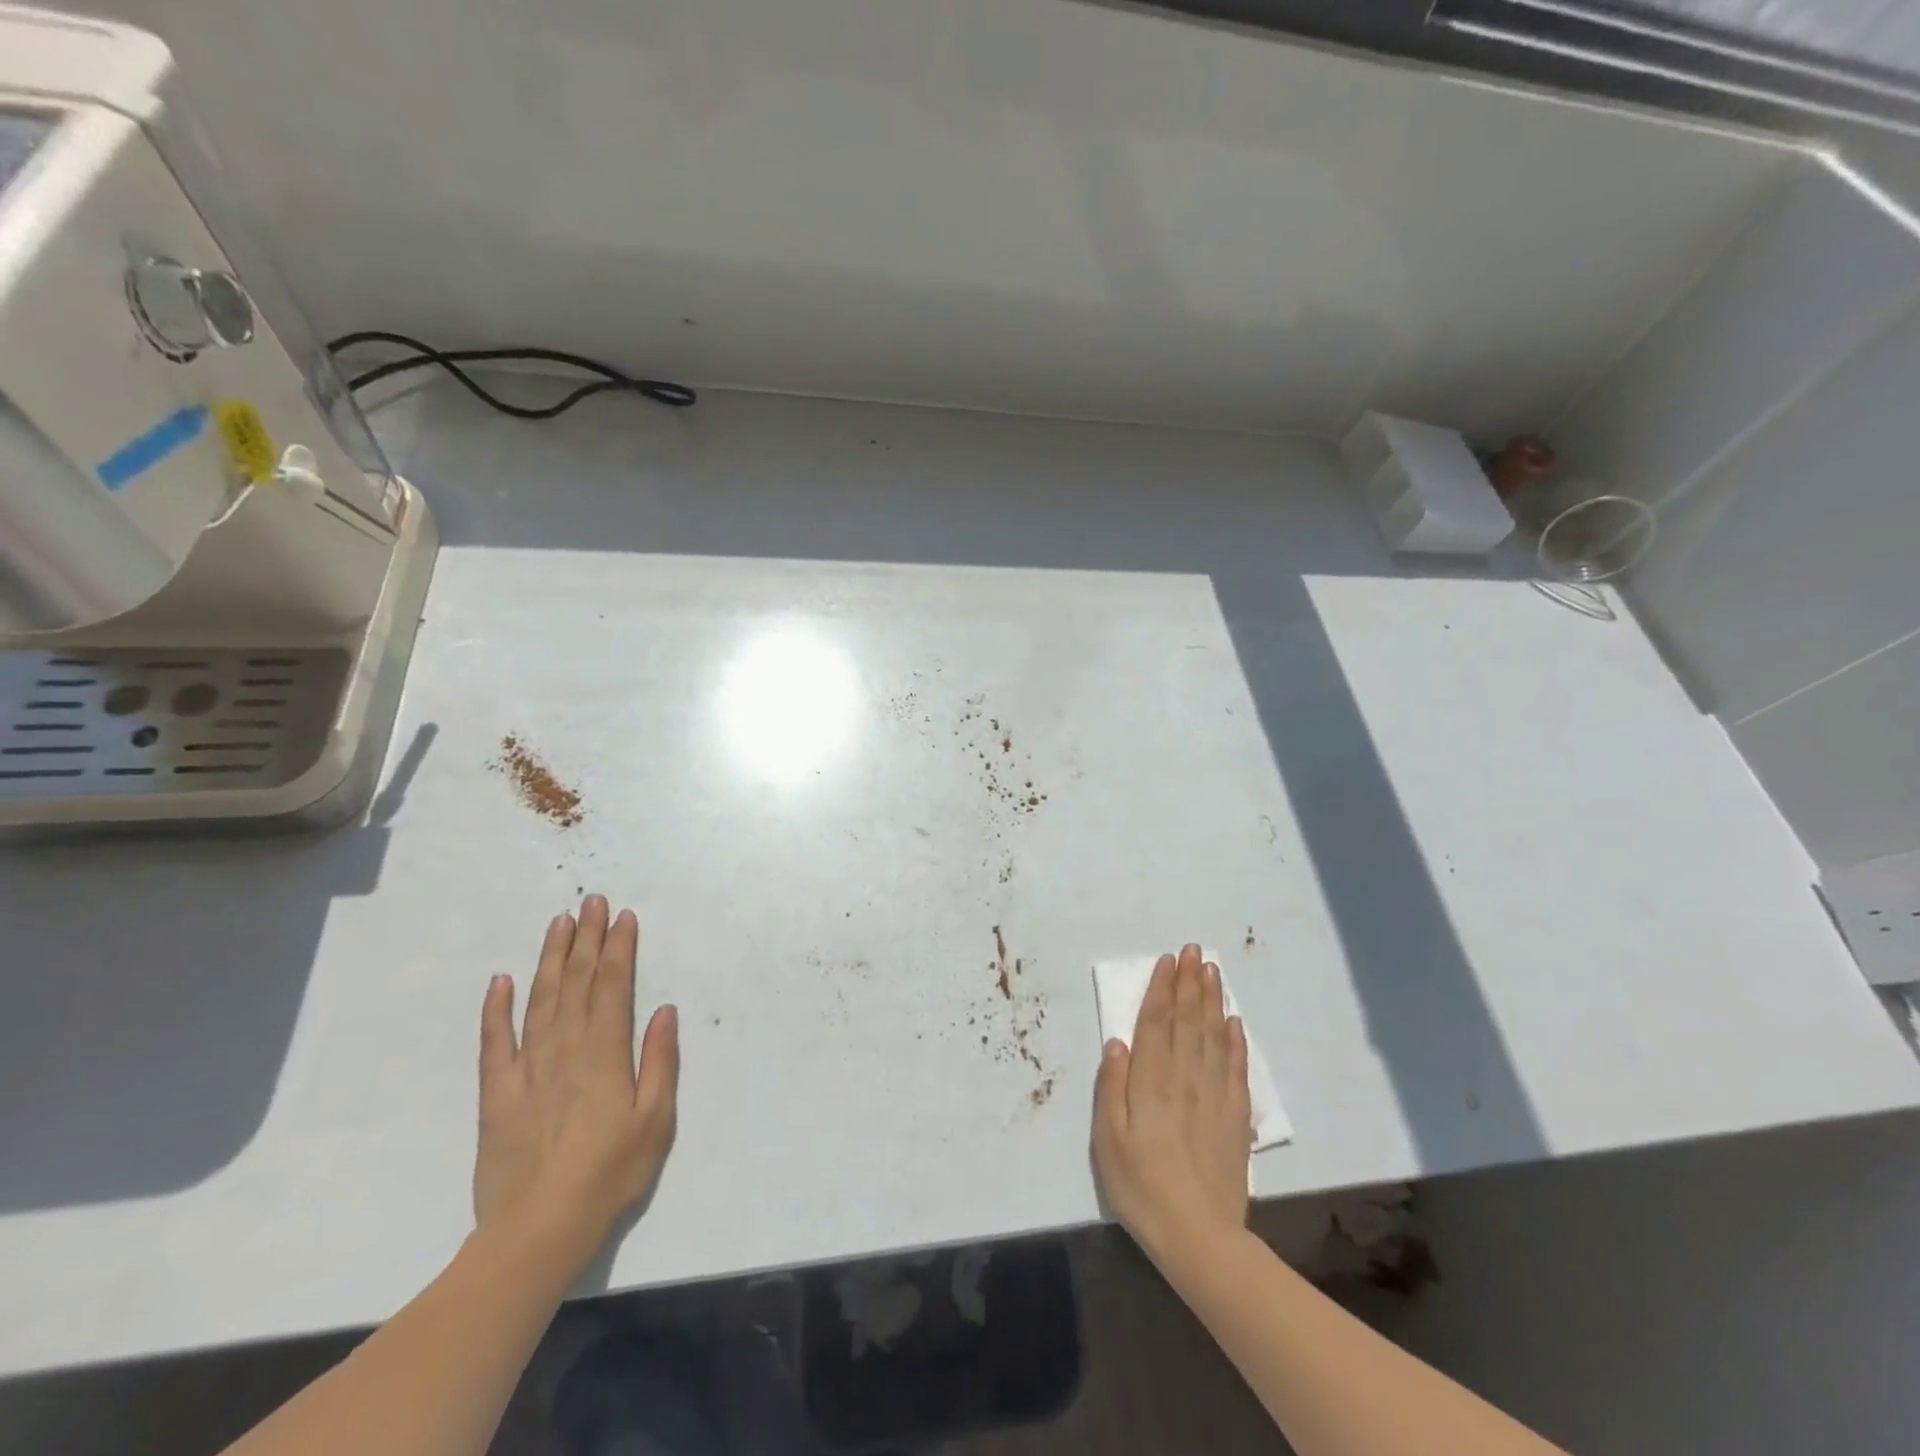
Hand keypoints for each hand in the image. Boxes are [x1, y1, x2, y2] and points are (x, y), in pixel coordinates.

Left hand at [474, 895, 679, 1272]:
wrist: (537, 1231)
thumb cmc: (610, 1174)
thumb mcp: (656, 1120)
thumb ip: (660, 1060)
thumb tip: (663, 1009)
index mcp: (605, 1053)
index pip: (612, 986)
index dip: (618, 948)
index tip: (623, 916)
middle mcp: (565, 1049)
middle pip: (576, 982)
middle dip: (586, 939)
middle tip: (591, 901)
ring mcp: (526, 1069)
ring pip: (538, 1000)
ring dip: (549, 958)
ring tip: (558, 923)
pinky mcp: (496, 1094)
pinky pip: (494, 1042)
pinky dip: (495, 1008)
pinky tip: (500, 980)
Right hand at [1093, 944, 1251, 1263]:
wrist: (1199, 1237)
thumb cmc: (1141, 1186)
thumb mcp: (1108, 1139)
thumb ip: (1111, 1087)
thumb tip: (1118, 1041)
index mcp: (1151, 1081)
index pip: (1157, 1022)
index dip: (1162, 989)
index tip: (1168, 960)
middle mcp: (1185, 1078)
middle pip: (1188, 1020)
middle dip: (1190, 982)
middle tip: (1194, 950)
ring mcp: (1215, 1095)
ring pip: (1214, 1036)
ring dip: (1213, 1000)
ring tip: (1212, 971)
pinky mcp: (1236, 1117)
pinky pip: (1237, 1068)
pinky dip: (1236, 1040)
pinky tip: (1235, 1022)